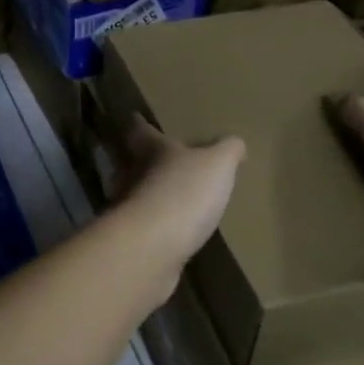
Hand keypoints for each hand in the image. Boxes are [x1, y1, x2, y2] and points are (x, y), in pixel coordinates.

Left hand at [109, 116, 244, 292]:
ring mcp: (128, 209)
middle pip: (129, 162)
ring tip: (167, 197)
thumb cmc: (183, 193)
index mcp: (151, 150)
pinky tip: (170, 232)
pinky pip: (145, 226)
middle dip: (140, 159)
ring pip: (134, 193)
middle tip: (152, 158)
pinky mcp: (133, 240)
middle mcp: (132, 175)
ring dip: (147, 194)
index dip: (140, 124)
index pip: (141, 131)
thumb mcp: (217, 164)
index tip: (135, 117)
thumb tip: (235, 143)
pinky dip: (155, 225)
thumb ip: (227, 151)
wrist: (152, 247)